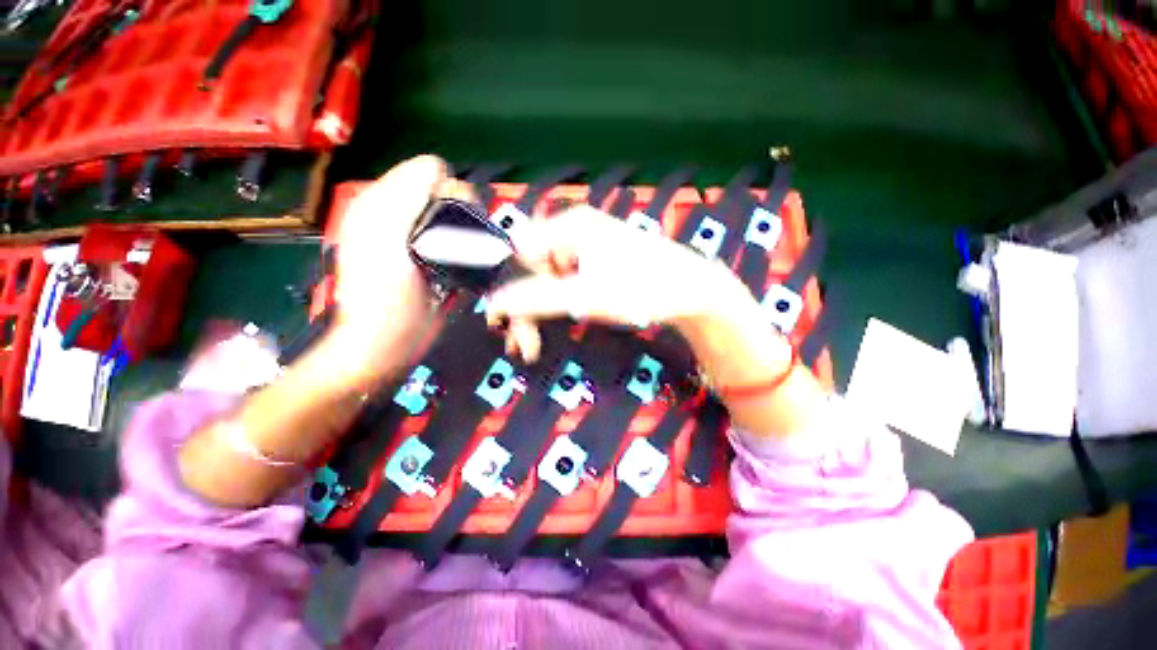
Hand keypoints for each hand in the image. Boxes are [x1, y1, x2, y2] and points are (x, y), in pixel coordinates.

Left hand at [327, 155, 473, 386]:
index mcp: (382, 203)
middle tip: (461, 240)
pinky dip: (469, 249)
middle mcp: (401, 217)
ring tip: (467, 255)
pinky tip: (465, 265)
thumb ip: (406, 196)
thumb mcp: (386, 237)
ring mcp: (421, 241)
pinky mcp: (437, 262)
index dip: (447, 187)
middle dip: (462, 211)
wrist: (389, 343)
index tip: (455, 217)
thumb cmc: (384, 294)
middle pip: (447, 194)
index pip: (428, 172)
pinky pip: (461, 243)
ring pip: (458, 219)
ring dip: (469, 232)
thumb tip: (439, 168)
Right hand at [484, 204, 823, 438]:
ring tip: (533, 346)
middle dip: (524, 311)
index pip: (518, 257)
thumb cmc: (642, 288)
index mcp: (568, 226)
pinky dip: (557, 306)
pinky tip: (555, 327)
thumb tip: (494, 303)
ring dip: (538, 313)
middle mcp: (572, 230)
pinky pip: (565, 282)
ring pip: (547, 281)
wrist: (691, 291)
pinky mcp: (596, 261)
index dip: (510, 293)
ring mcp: (585, 246)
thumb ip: (536, 298)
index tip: (506, 327)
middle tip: (524, 348)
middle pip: (532, 272)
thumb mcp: (585, 296)